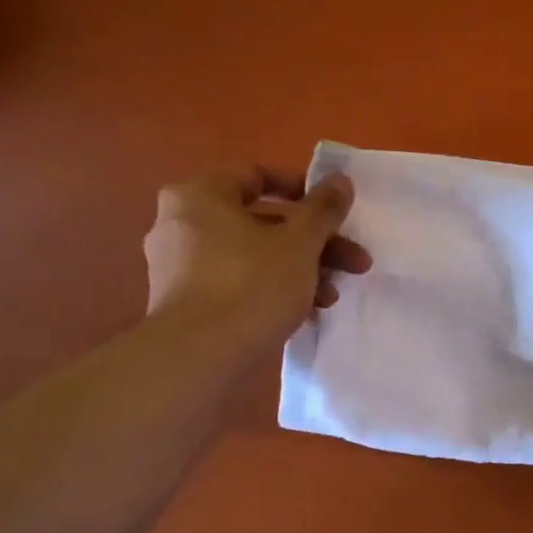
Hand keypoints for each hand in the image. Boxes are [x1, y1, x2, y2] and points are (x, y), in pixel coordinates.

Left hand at [143, 169, 371, 343]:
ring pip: (253, 255)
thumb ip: (324, 209)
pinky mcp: (186, 303)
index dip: (302, 189)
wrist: (201, 357)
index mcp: (200, 195)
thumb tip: (341, 179)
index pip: (256, 175)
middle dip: (314, 242)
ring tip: (332, 296)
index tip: (335, 212)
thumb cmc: (252, 284)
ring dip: (300, 269)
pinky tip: (305, 312)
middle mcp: (181, 223)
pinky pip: (238, 283)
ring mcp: (179, 266)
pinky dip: (272, 289)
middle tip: (353, 262)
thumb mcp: (301, 243)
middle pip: (262, 221)